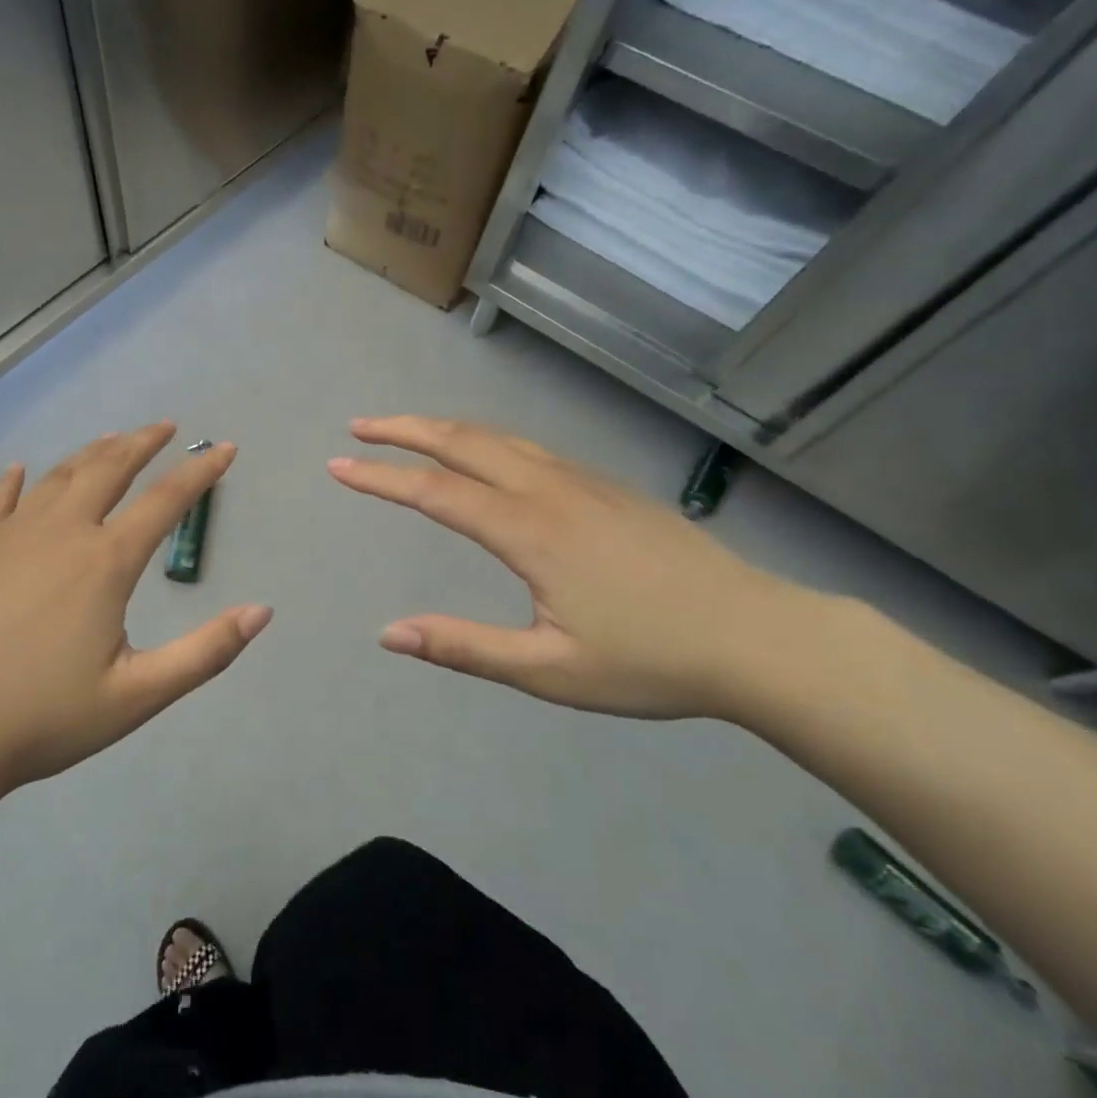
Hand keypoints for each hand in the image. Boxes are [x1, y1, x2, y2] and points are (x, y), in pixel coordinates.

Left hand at [0, 424, 271, 793]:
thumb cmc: (47, 717)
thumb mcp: (140, 694)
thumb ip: (206, 652)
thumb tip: (262, 611)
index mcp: (105, 562)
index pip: (166, 500)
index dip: (200, 471)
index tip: (224, 448)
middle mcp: (60, 532)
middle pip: (109, 469)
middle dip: (142, 443)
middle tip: (165, 427)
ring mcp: (10, 536)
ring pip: (59, 476)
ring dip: (92, 453)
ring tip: (113, 439)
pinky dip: (16, 481)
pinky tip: (22, 470)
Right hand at [328, 417, 812, 718]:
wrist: (758, 637)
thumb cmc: (651, 660)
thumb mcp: (549, 671)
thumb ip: (465, 648)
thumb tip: (389, 633)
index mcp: (529, 530)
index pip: (435, 492)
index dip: (381, 477)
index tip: (338, 466)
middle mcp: (549, 490)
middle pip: (462, 441)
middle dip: (404, 430)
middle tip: (359, 427)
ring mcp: (582, 481)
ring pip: (498, 437)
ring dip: (444, 428)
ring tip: (407, 431)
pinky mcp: (606, 486)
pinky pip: (529, 447)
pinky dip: (484, 438)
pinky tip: (482, 454)